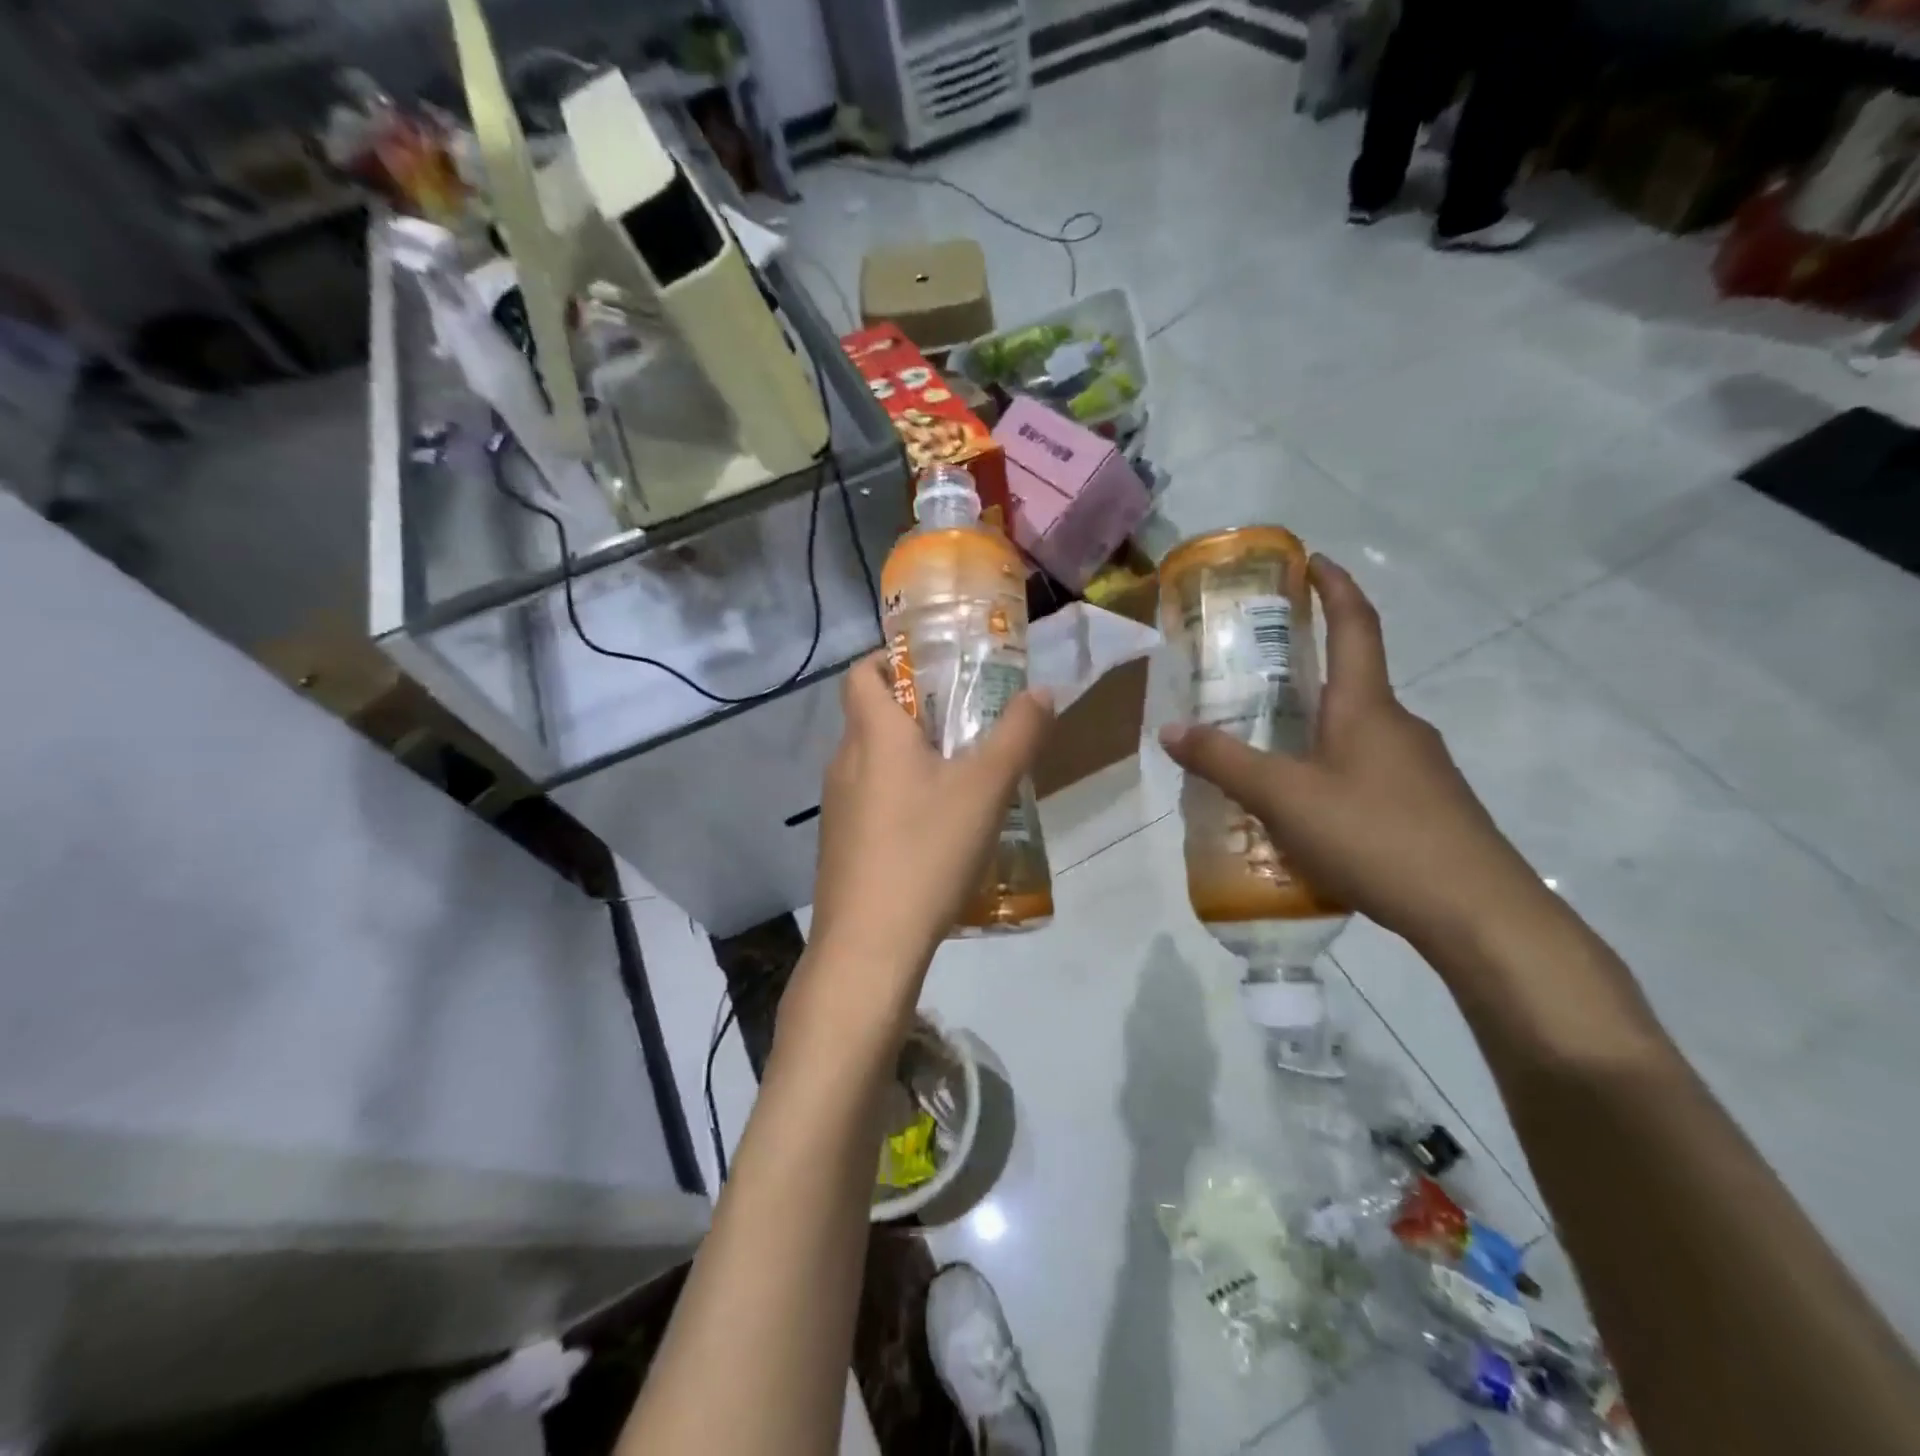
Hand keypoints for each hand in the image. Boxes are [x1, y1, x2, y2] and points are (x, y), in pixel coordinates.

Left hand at [806, 654, 1053, 1008]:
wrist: (869, 945)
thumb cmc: (926, 850)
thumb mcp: (986, 789)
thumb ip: (1018, 735)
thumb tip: (1042, 693)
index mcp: (872, 735)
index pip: (862, 672)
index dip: (891, 658)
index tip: (934, 668)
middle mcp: (844, 762)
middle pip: (872, 716)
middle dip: (917, 712)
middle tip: (968, 724)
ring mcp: (837, 807)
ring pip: (874, 762)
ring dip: (912, 758)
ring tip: (962, 778)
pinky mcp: (841, 845)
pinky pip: (872, 801)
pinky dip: (901, 797)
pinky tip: (937, 831)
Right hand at [1158, 556, 1542, 956]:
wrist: (1477, 913)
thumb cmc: (1375, 836)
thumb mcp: (1283, 799)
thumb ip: (1225, 762)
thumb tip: (1170, 729)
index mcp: (1367, 706)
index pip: (1355, 625)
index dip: (1334, 587)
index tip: (1312, 560)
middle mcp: (1399, 725)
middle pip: (1353, 680)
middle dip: (1309, 668)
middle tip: (1257, 677)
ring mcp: (1421, 768)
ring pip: (1359, 732)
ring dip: (1318, 729)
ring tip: (1269, 755)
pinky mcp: (1429, 806)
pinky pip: (1370, 771)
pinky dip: (1335, 772)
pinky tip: (1309, 813)